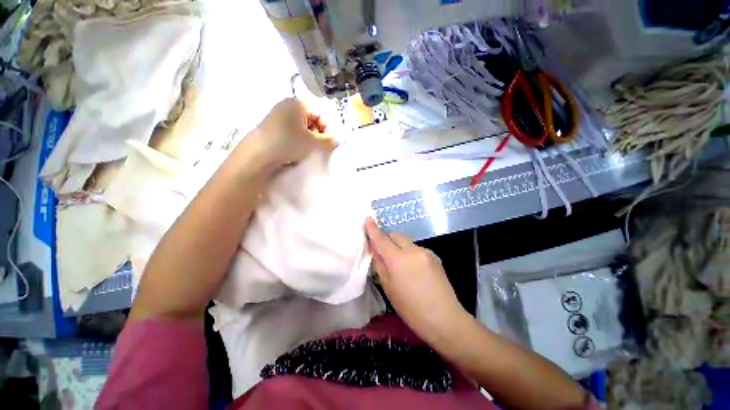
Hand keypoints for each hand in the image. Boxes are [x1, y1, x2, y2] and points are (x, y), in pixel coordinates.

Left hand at [249, 98, 335, 168]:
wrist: (259, 154)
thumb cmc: (289, 142)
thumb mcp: (312, 142)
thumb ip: (328, 141)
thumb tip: (337, 140)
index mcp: (298, 103)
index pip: (320, 115)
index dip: (328, 129)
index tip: (331, 143)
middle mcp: (287, 105)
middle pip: (311, 120)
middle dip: (318, 134)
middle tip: (320, 147)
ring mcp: (277, 115)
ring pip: (301, 127)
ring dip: (309, 138)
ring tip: (308, 150)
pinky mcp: (272, 127)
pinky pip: (291, 131)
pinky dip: (298, 139)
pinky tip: (296, 150)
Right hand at [364, 217, 467, 343]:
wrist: (445, 319)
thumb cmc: (411, 309)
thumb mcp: (388, 287)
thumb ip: (380, 264)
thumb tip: (374, 249)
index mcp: (399, 259)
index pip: (382, 239)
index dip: (373, 229)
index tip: (367, 219)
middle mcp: (413, 250)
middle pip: (395, 235)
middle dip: (386, 238)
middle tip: (380, 249)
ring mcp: (426, 251)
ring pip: (406, 241)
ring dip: (398, 246)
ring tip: (397, 261)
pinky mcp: (434, 256)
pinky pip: (416, 248)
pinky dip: (409, 252)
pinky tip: (411, 267)